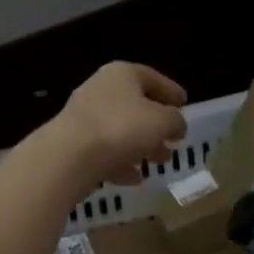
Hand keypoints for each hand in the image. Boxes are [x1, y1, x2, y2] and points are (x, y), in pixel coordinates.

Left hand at [44, 62, 188, 188]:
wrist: (68, 156)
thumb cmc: (121, 128)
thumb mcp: (162, 122)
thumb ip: (175, 121)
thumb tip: (177, 124)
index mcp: (122, 74)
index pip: (152, 78)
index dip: (171, 91)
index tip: (185, 103)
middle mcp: (100, 89)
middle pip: (135, 105)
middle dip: (157, 125)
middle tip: (174, 140)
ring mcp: (84, 116)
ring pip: (120, 129)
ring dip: (141, 145)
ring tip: (160, 161)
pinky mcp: (73, 143)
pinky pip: (104, 150)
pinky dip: (120, 162)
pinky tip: (134, 179)